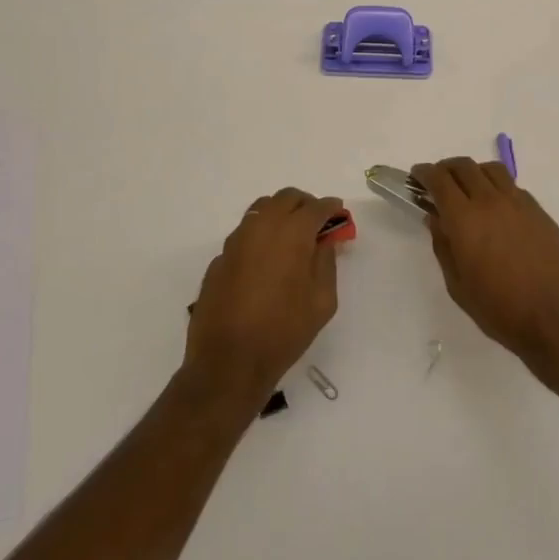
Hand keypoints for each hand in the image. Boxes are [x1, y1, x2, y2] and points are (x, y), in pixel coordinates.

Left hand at [186, 187, 342, 410]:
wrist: (229, 361)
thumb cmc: (284, 331)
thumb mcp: (322, 300)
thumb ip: (326, 262)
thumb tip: (324, 241)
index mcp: (292, 233)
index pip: (316, 207)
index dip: (331, 208)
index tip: (339, 215)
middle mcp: (262, 227)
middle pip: (286, 198)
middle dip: (305, 205)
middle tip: (317, 223)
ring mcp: (236, 241)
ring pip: (261, 210)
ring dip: (280, 215)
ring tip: (291, 238)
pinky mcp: (219, 258)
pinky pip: (244, 234)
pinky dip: (260, 236)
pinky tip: (265, 262)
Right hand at [412, 158, 558, 382]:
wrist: (554, 319)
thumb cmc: (499, 309)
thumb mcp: (458, 284)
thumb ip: (443, 246)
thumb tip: (436, 218)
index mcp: (465, 219)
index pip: (439, 180)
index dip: (424, 173)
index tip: (417, 176)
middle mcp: (491, 201)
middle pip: (464, 166)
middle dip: (446, 168)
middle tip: (439, 182)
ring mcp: (519, 203)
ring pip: (492, 170)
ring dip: (474, 172)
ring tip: (469, 189)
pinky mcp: (539, 211)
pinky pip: (513, 187)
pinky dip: (497, 187)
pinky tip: (497, 209)